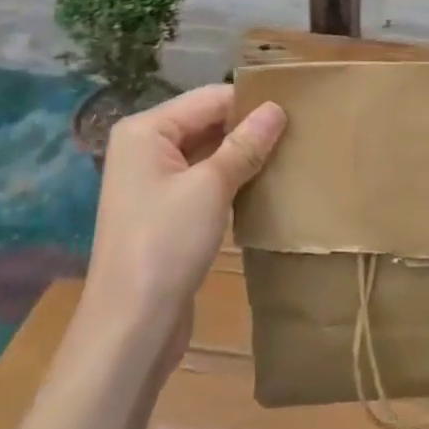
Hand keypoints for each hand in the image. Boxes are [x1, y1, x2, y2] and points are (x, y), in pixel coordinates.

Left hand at [82, 86, 285, 347]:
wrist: (130, 329)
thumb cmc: (166, 245)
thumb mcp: (211, 188)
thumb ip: (245, 144)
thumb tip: (277, 108)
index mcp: (145, 130)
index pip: (209, 98)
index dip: (250, 102)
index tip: (296, 109)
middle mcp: (144, 147)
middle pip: (206, 122)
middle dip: (247, 128)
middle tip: (298, 132)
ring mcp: (152, 181)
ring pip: (207, 152)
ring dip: (242, 155)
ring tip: (288, 154)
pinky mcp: (164, 211)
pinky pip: (202, 180)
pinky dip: (230, 179)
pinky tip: (263, 185)